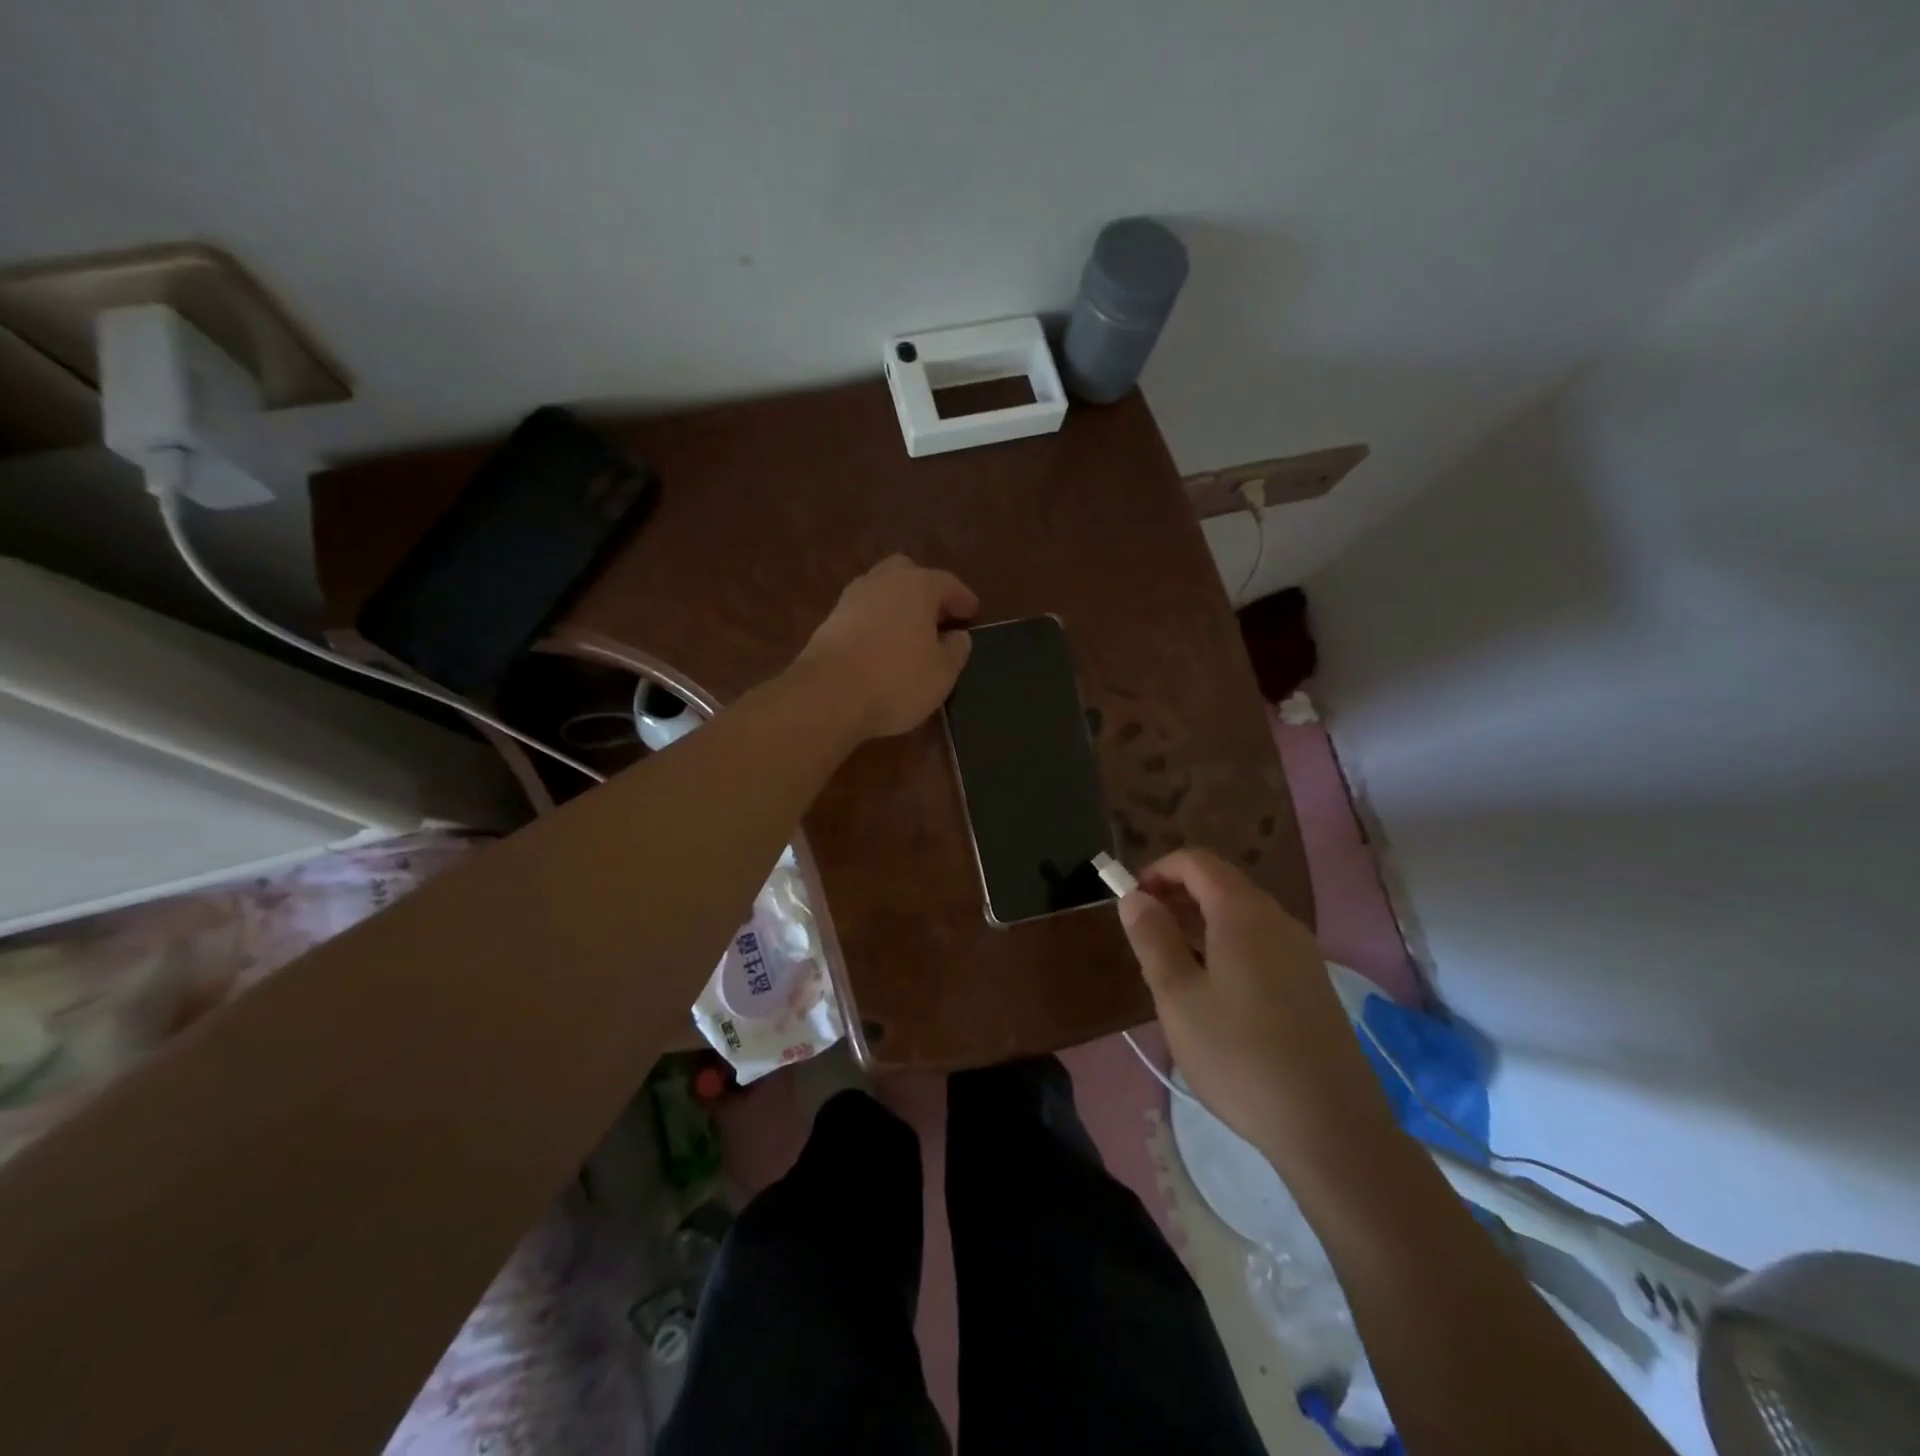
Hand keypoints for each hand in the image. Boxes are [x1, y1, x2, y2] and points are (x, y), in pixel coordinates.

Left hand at [795, 555, 978, 739]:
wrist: (828, 695)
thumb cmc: (896, 680)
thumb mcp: (942, 673)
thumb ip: (955, 651)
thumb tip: (958, 636)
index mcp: (917, 586)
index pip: (946, 583)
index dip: (962, 598)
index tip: (972, 613)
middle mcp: (882, 582)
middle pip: (907, 573)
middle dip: (924, 590)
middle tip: (937, 615)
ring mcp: (850, 599)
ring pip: (880, 591)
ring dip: (897, 605)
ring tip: (910, 632)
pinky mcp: (829, 622)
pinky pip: (862, 613)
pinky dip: (876, 622)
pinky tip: (882, 645)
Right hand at [1117, 848, 1394, 1169]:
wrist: (1331, 1126)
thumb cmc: (1240, 1056)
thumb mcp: (1178, 997)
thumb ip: (1153, 938)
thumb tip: (1135, 897)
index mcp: (1243, 913)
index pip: (1197, 862)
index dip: (1158, 870)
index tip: (1132, 901)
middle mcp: (1278, 920)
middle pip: (1221, 884)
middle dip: (1177, 896)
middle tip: (1145, 933)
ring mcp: (1302, 952)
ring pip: (1242, 915)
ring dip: (1201, 922)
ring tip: (1172, 964)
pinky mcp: (1313, 983)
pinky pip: (1261, 943)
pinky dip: (1227, 945)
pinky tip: (1214, 992)